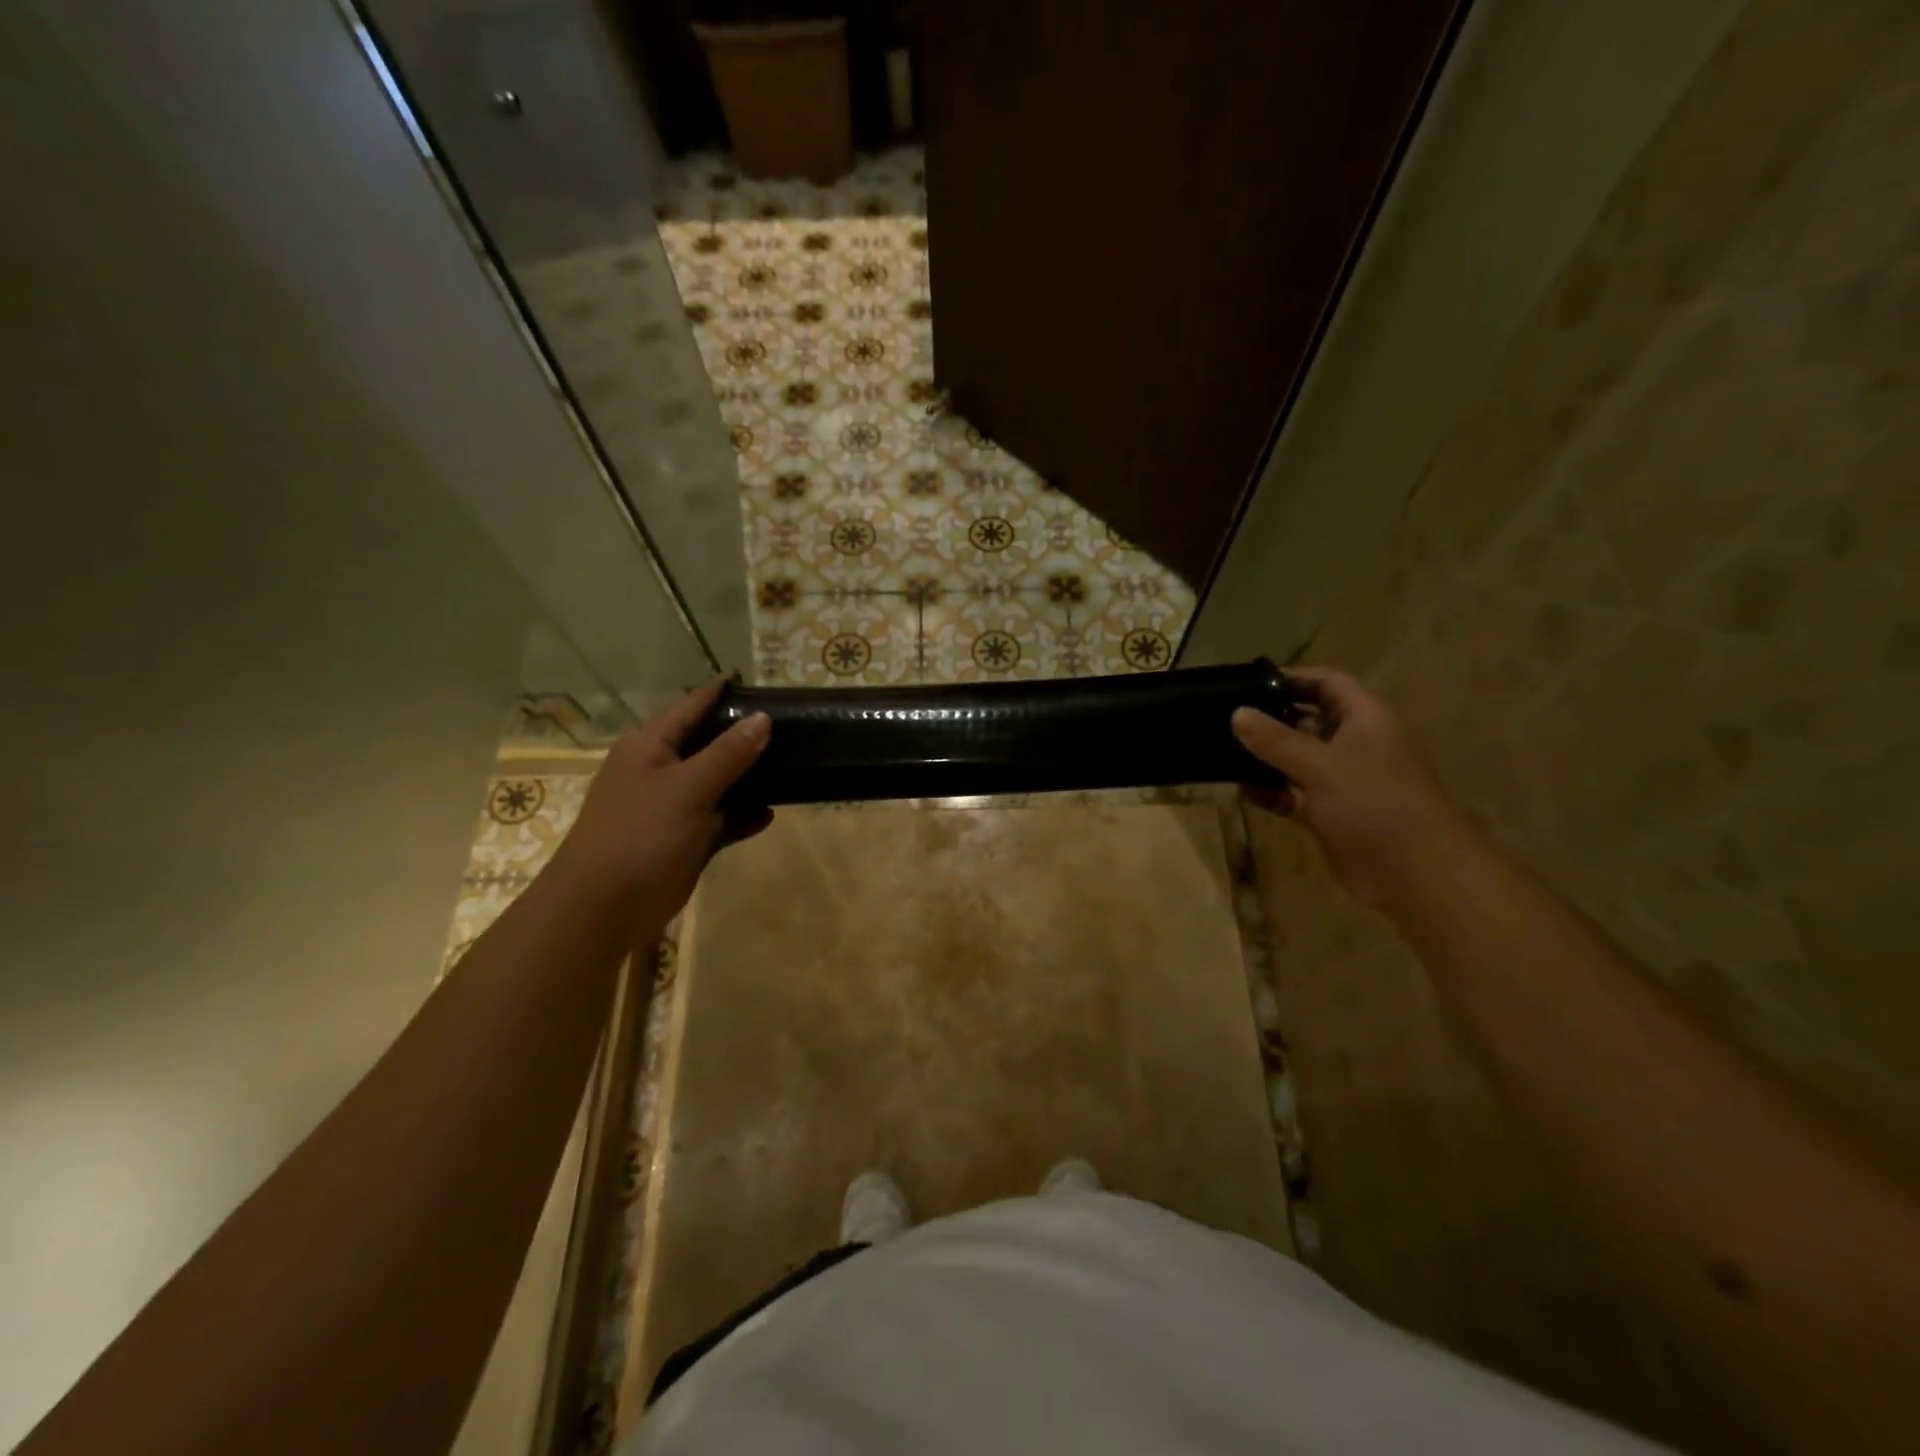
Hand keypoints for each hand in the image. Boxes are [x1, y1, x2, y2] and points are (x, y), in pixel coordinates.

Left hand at [548, 678, 770, 932]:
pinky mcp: (683, 840)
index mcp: (649, 748)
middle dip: (742, 735)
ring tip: (790, 764)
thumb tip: (762, 718)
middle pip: (707, 744)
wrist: (602, 909)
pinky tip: (769, 814)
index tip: (749, 676)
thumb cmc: (640, 835)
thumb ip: (728, 753)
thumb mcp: (688, 788)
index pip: (690, 707)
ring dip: (747, 778)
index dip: (718, 691)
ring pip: (717, 783)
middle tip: (785, 723)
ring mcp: (671, 808)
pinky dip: (741, 816)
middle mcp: (659, 771)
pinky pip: (719, 819)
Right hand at [1232, 667, 1468, 906]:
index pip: (1328, 683)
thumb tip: (1237, 713)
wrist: (1417, 875)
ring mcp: (1342, 781)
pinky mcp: (1330, 814)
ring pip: (1297, 759)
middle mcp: (1355, 744)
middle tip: (1224, 718)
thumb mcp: (1321, 766)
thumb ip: (1276, 740)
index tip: (1249, 682)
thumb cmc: (1375, 805)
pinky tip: (1242, 792)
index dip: (1293, 678)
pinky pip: (1294, 794)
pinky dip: (1271, 792)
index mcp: (1365, 720)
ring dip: (1266, 758)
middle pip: (1307, 721)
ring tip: (1223, 753)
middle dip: (1270, 719)